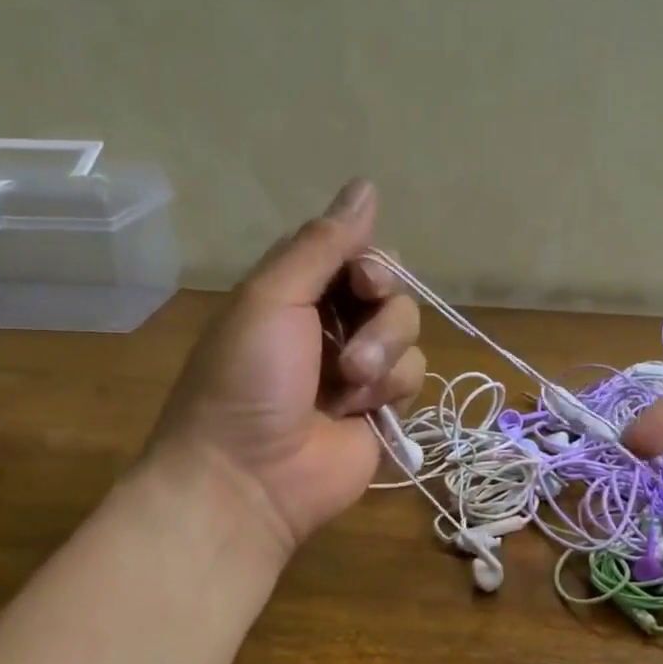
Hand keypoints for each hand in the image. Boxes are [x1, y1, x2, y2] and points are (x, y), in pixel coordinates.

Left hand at [145, 180, 423, 561]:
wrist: (249, 478)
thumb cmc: (247, 381)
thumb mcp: (272, 298)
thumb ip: (322, 244)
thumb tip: (365, 185)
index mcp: (297, 293)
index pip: (355, 253)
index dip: (371, 262)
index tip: (364, 280)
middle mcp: (332, 324)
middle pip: (392, 291)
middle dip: (381, 315)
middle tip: (352, 345)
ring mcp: (360, 369)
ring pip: (409, 332)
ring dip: (384, 355)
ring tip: (349, 386)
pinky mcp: (383, 408)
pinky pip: (415, 375)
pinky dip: (390, 389)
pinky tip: (359, 412)